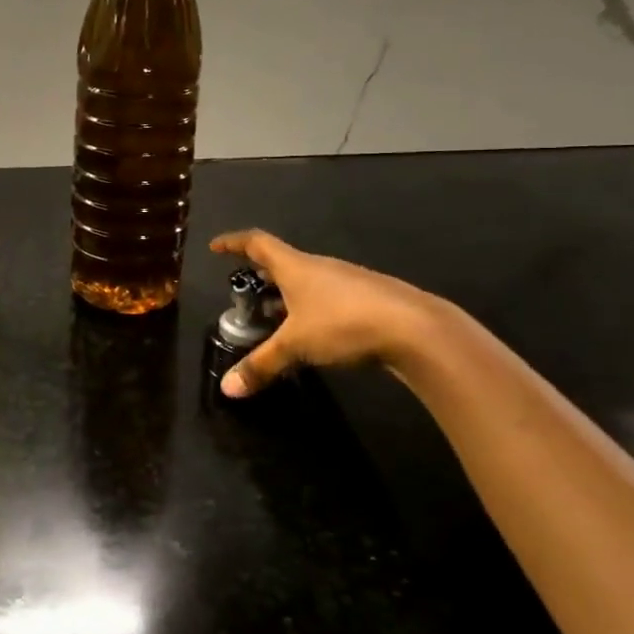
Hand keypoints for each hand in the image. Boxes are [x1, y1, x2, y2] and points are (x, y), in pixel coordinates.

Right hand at [209, 229, 437, 397]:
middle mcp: (320, 267)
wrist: (418, 330)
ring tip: (275, 319)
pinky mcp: (370, 300)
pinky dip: (312, 309)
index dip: (234, 243)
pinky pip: (329, 298)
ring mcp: (348, 281)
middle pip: (283, 264)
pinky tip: (315, 334)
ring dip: (288, 296)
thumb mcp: (295, 346)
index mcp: (296, 267)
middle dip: (261, 277)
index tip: (216, 248)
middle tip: (245, 294)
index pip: (257, 243)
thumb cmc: (344, 324)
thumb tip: (228, 389)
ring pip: (308, 283)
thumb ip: (261, 365)